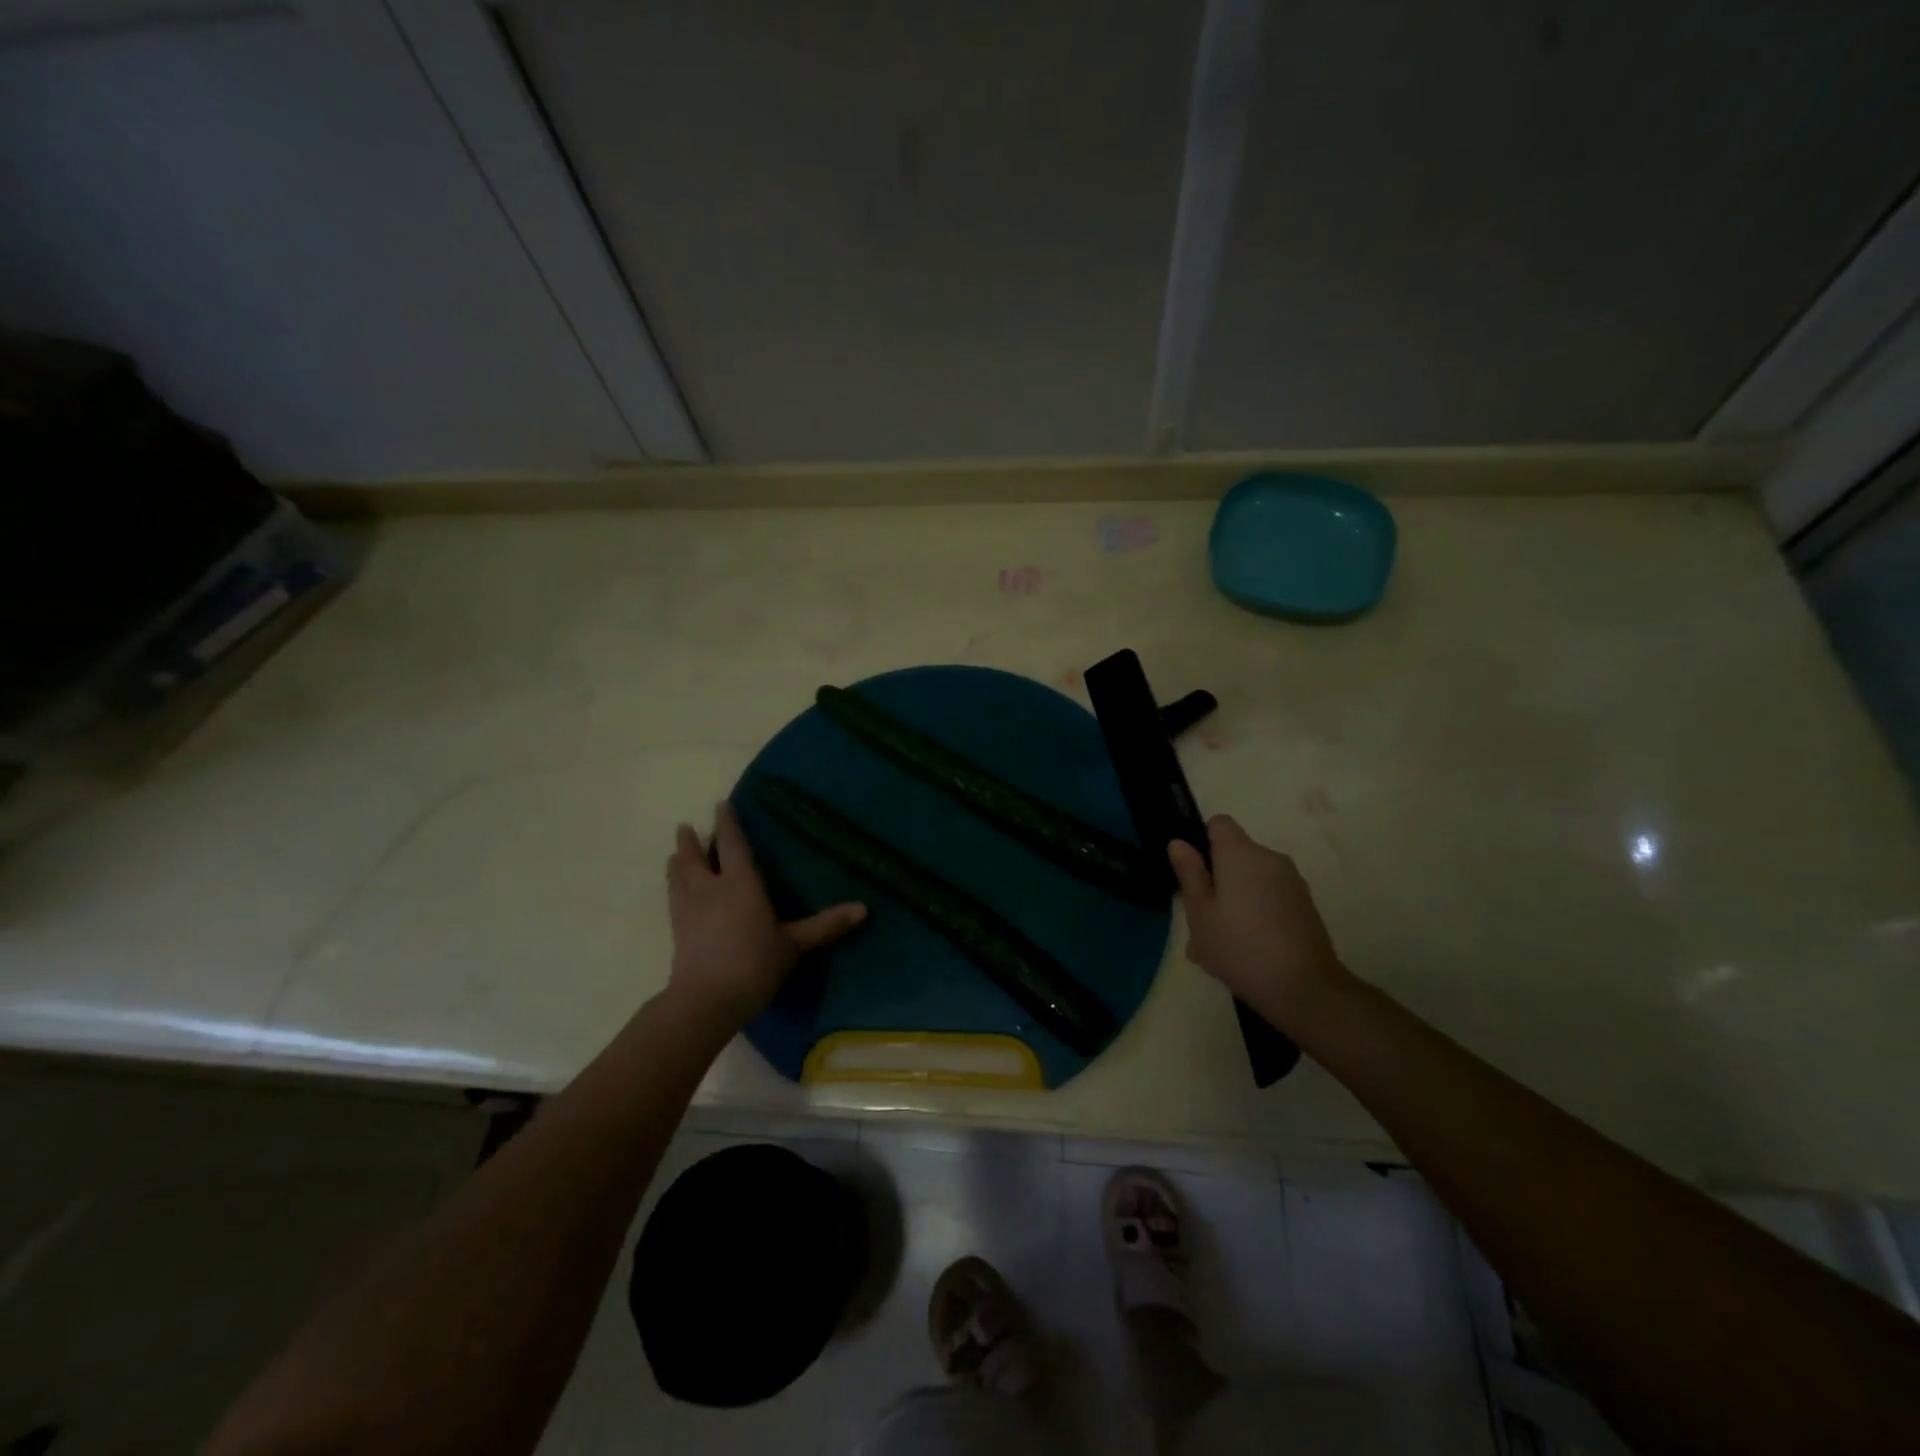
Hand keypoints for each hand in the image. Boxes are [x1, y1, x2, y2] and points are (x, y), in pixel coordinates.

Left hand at [666, 801, 866, 1024]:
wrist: (706, 1000)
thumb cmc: (754, 965)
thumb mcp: (794, 944)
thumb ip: (825, 925)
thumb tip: (864, 908)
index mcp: (741, 884)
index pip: (733, 845)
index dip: (727, 823)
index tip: (721, 804)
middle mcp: (711, 889)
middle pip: (696, 857)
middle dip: (691, 841)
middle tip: (685, 827)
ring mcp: (689, 909)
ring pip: (678, 876)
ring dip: (677, 861)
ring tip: (675, 853)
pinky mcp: (676, 931)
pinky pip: (672, 899)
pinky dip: (672, 887)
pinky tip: (673, 891)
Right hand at [1167, 814, 1350, 1029]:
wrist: (1303, 987)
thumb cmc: (1239, 946)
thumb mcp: (1200, 913)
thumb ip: (1190, 874)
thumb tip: (1179, 843)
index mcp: (1241, 854)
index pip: (1219, 823)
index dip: (1202, 841)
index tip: (1194, 873)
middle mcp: (1270, 858)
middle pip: (1235, 855)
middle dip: (1216, 879)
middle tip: (1200, 920)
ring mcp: (1292, 882)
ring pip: (1251, 880)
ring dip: (1233, 900)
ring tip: (1219, 943)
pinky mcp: (1305, 905)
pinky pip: (1269, 897)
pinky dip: (1255, 913)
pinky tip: (1245, 949)